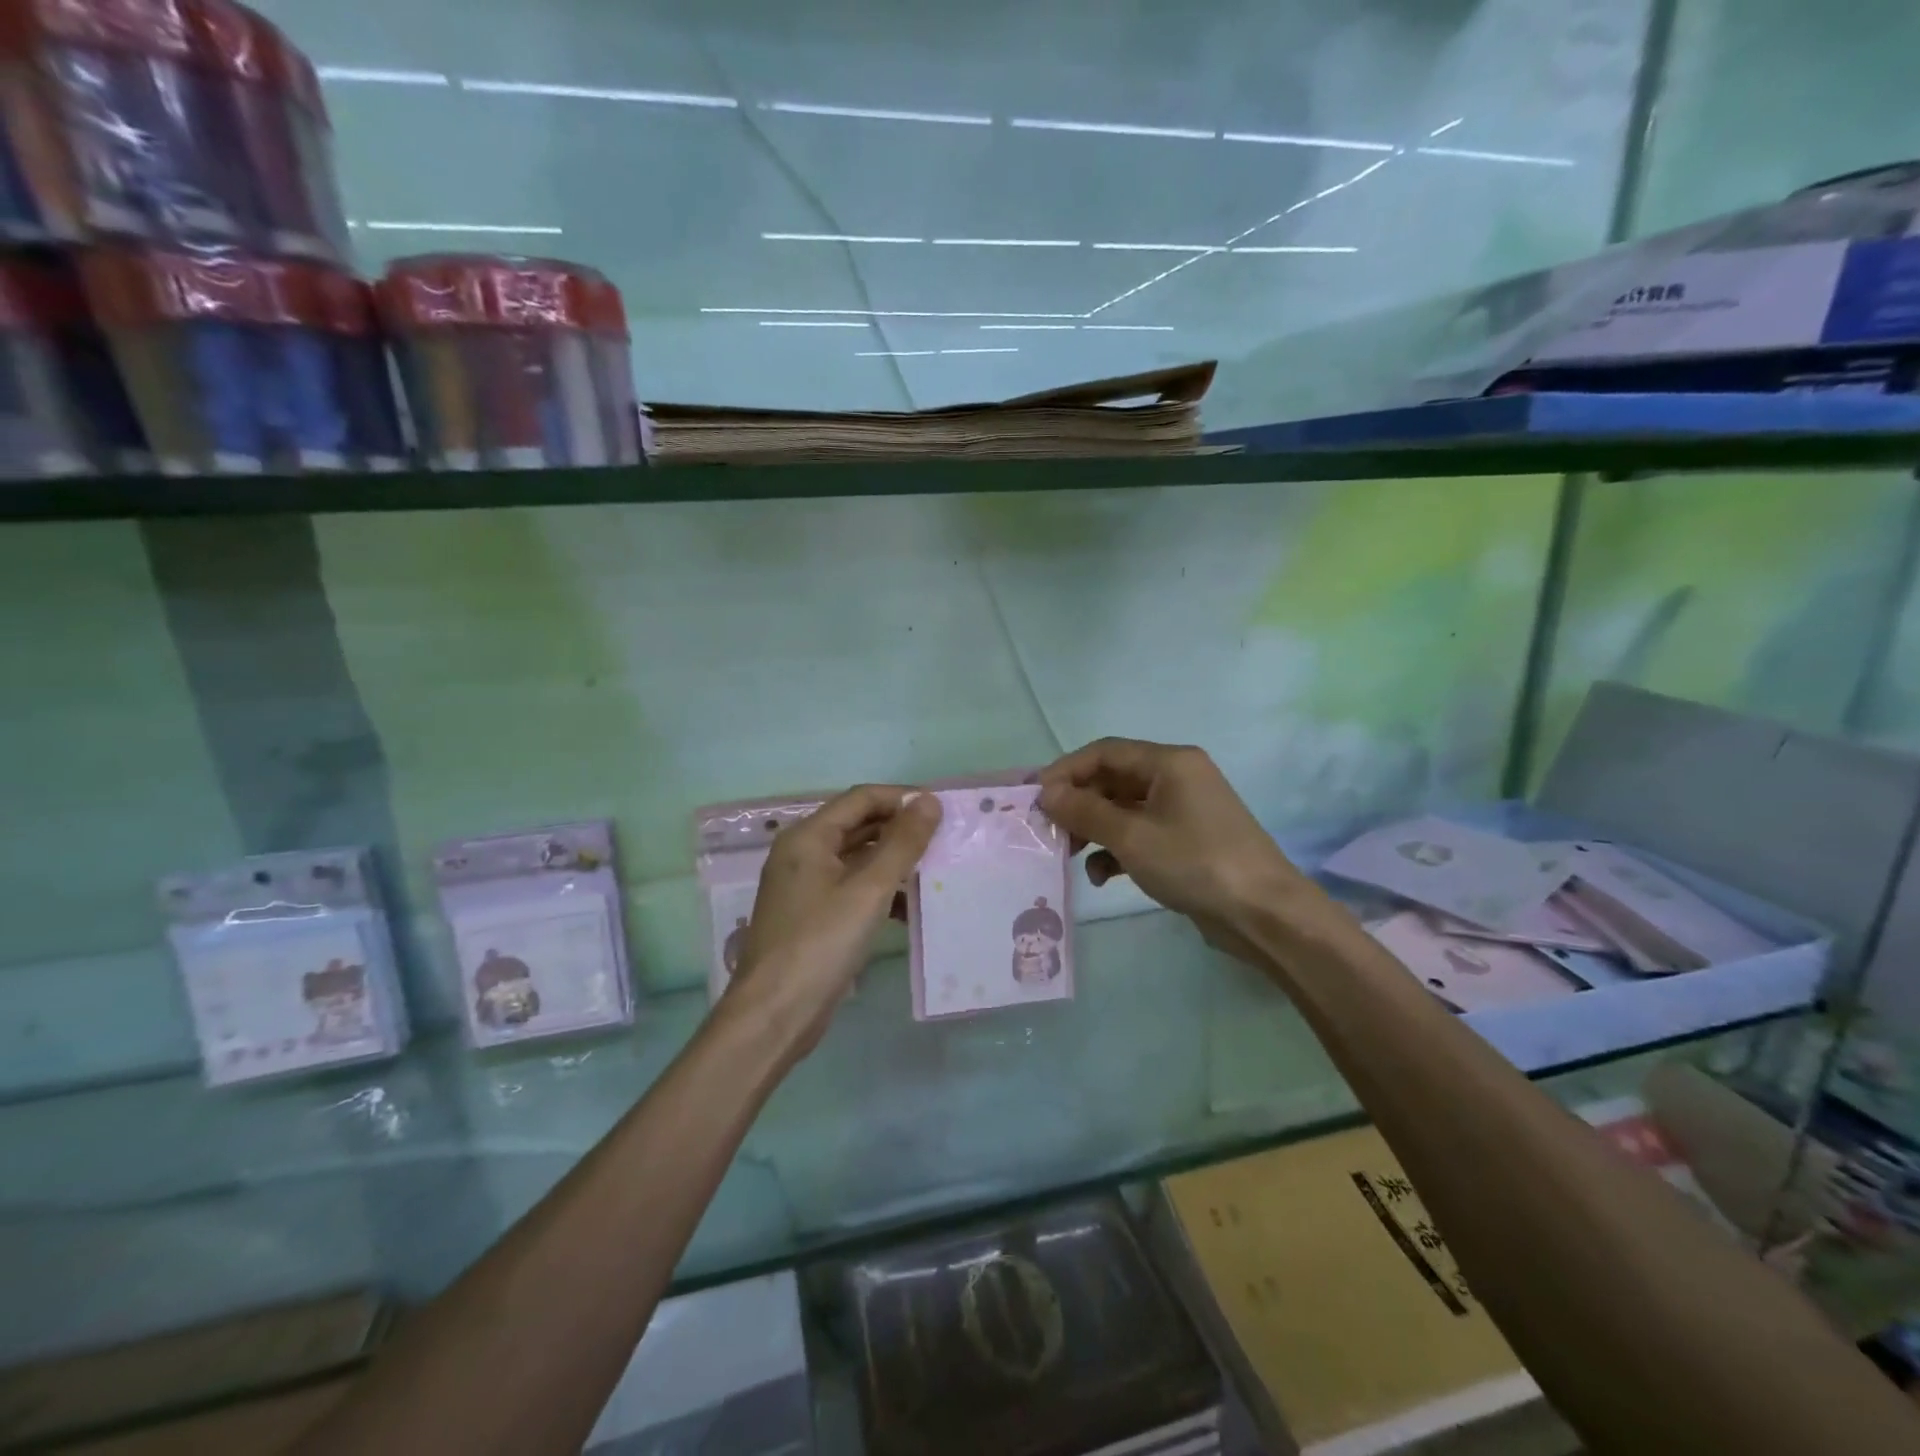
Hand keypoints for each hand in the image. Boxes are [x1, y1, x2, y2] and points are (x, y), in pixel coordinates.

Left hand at [726, 784, 940, 1054]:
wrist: (775, 1014)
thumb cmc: (821, 943)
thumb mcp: (869, 889)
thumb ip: (902, 843)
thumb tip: (928, 800)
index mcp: (808, 837)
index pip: (861, 798)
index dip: (902, 798)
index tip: (942, 811)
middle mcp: (802, 853)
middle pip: (858, 825)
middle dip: (900, 829)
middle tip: (944, 840)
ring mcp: (804, 886)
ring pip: (857, 858)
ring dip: (893, 861)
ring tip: (934, 872)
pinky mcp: (812, 916)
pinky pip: (851, 888)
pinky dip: (879, 890)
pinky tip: (908, 909)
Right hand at [1037, 739, 1321, 960]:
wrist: (1263, 914)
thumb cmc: (1195, 863)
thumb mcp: (1132, 837)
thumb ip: (1085, 812)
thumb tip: (1047, 793)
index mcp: (1169, 762)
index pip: (1105, 752)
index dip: (1066, 770)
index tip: (1036, 797)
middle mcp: (1177, 778)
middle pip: (1113, 780)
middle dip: (1078, 804)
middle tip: (1049, 830)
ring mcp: (1183, 811)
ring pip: (1124, 809)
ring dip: (1095, 829)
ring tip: (1070, 855)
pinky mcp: (1186, 841)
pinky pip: (1140, 834)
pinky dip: (1118, 850)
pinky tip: (1103, 876)